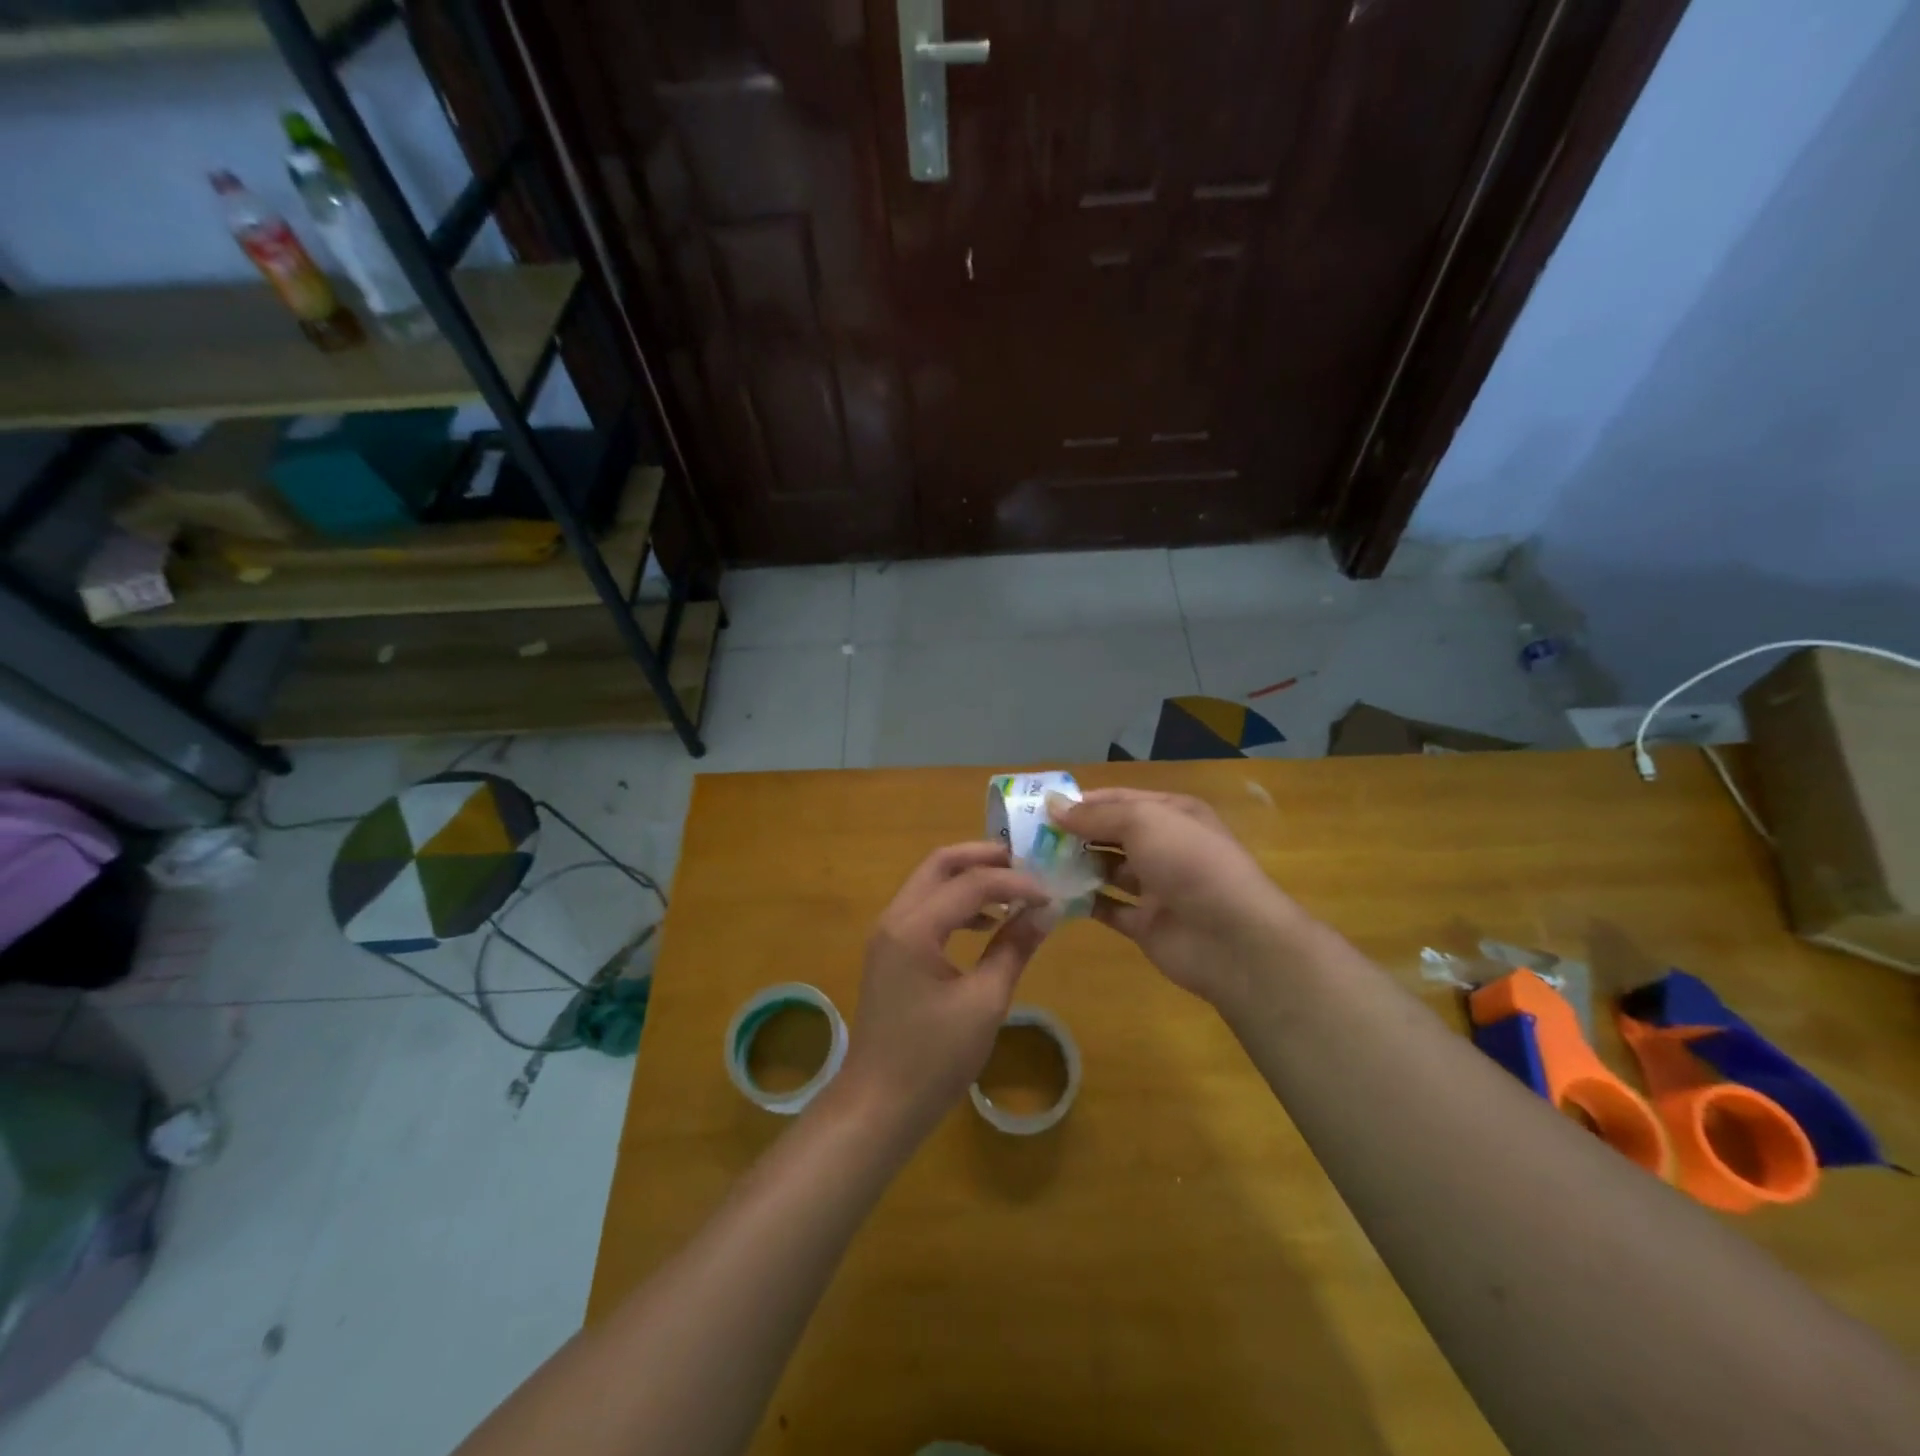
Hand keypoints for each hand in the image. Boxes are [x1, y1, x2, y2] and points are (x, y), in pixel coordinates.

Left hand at [839, 843, 1053, 1140]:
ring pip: (930, 883)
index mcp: (914, 927)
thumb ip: (1013, 948)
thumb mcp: (984, 1003)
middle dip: (984, 858)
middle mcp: (894, 918)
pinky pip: (925, 908)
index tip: (1051, 894)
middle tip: (1027, 864)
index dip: (1015, 882)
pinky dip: (956, 904)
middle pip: (940, 865)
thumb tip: (1046, 912)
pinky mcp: (890, 951)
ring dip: (970, 879)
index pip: (970, 883)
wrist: (878, 1106)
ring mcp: (888, 934)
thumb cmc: (933, 1059)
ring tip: (1014, 891)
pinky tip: (987, 924)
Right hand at [1053, 789, 1316, 1013]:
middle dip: (1074, 834)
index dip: (1082, 802)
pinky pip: (1108, 907)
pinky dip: (1082, 902)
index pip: (1119, 800)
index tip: (1040, 809)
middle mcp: (1164, 846)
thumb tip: (1052, 806)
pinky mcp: (1146, 923)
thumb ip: (1095, 816)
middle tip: (1028, 838)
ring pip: (1107, 870)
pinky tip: (1051, 896)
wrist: (1232, 938)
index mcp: (1171, 814)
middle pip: (1111, 834)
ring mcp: (1156, 887)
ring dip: (1075, 866)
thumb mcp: (1143, 822)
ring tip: (1033, 864)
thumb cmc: (1189, 863)